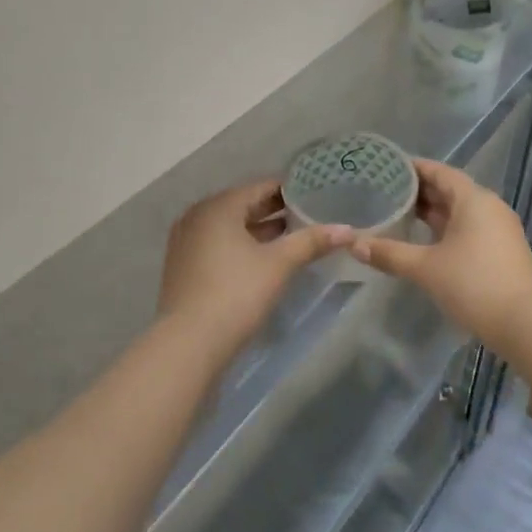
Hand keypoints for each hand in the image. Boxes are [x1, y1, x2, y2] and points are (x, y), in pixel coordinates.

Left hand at [157, 180, 350, 359]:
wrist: (189, 344)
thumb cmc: (236, 293)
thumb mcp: (279, 264)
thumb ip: (312, 242)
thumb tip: (348, 229)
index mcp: (219, 206)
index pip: (260, 187)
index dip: (290, 190)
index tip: (316, 195)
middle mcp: (197, 216)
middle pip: (244, 205)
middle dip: (276, 211)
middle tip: (310, 216)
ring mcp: (186, 242)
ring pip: (230, 227)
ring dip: (259, 230)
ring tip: (293, 237)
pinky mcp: (183, 266)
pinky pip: (218, 244)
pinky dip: (241, 246)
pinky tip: (264, 260)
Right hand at [351, 159, 531, 350]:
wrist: (526, 325)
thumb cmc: (474, 285)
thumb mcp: (426, 268)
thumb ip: (389, 253)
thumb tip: (353, 243)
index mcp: (473, 200)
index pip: (439, 172)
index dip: (412, 168)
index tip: (385, 167)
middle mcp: (489, 207)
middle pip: (449, 190)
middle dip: (418, 191)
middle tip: (384, 192)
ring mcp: (499, 230)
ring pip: (459, 212)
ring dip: (431, 213)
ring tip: (398, 214)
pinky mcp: (501, 251)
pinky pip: (468, 229)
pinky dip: (444, 229)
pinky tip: (423, 242)